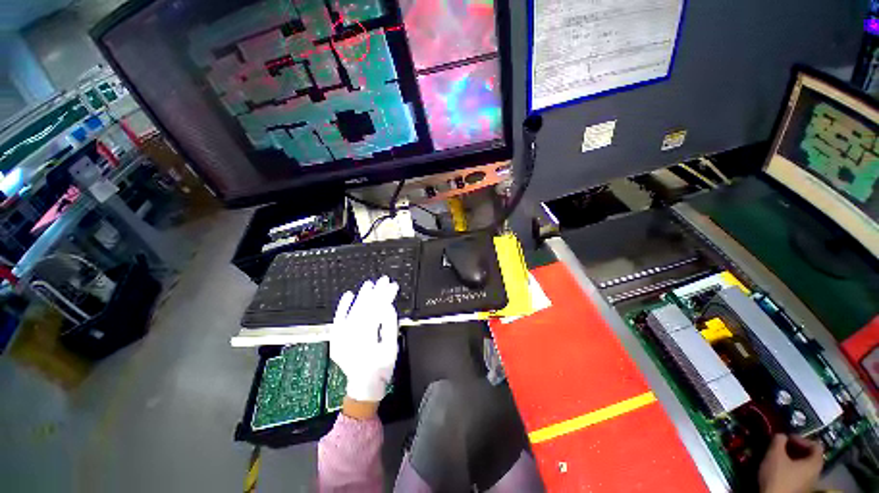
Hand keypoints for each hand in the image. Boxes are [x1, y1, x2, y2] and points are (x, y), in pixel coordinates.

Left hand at [330, 276, 399, 407]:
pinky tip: (348, 295)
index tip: (393, 285)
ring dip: (361, 296)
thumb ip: (390, 326)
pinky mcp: (336, 339)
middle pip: (364, 308)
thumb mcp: (391, 348)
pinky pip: (338, 320)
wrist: (363, 386)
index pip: (376, 311)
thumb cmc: (381, 368)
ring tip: (369, 284)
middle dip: (375, 292)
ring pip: (352, 312)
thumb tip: (388, 306)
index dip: (385, 296)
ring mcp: (340, 338)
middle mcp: (350, 337)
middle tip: (383, 279)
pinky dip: (343, 307)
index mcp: (366, 340)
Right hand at [759, 434, 823, 492]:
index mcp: (815, 464)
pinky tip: (778, 470)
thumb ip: (779, 440)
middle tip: (781, 447)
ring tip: (778, 458)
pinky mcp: (800, 490)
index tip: (787, 438)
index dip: (802, 439)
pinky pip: (798, 475)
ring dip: (791, 460)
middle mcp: (816, 473)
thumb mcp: (774, 454)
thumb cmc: (778, 476)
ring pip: (803, 467)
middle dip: (795, 450)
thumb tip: (781, 435)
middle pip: (809, 457)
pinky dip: (790, 469)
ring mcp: (809, 484)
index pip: (815, 445)